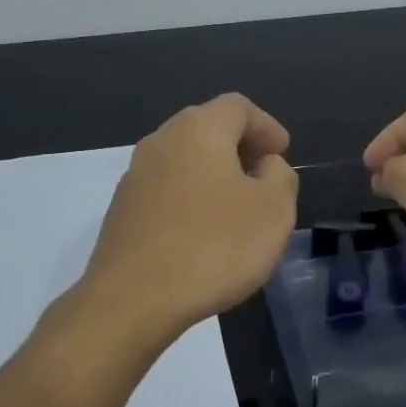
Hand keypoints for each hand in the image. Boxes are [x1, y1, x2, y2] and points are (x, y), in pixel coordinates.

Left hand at [76, 93, 296, 357]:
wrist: (133, 299)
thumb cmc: (213, 246)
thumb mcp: (273, 211)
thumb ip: (279, 176)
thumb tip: (264, 165)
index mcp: (198, 129)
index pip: (237, 107)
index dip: (266, 125)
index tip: (283, 152)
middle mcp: (160, 141)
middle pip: (206, 127)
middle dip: (239, 146)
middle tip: (264, 174)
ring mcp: (135, 175)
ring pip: (184, 159)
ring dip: (213, 173)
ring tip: (237, 206)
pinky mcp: (122, 209)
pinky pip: (166, 189)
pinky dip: (190, 196)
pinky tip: (204, 231)